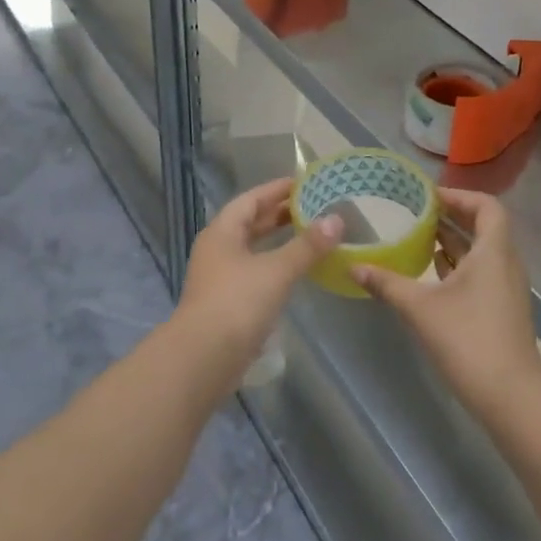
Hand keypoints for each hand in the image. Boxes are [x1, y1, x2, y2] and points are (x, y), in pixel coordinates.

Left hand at [172, 177, 340, 368]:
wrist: (203, 358)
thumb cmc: (237, 303)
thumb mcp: (277, 270)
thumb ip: (307, 246)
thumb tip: (336, 220)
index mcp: (222, 232)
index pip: (251, 199)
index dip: (277, 189)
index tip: (304, 183)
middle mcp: (217, 250)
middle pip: (250, 223)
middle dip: (280, 214)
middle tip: (314, 206)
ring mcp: (220, 278)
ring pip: (253, 249)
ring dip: (278, 241)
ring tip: (310, 235)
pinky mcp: (227, 303)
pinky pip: (255, 273)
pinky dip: (275, 266)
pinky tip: (295, 272)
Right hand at [353, 189, 540, 417]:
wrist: (511, 396)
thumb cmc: (468, 340)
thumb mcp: (420, 308)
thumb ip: (387, 284)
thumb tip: (354, 267)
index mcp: (493, 252)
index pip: (486, 206)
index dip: (459, 196)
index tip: (428, 197)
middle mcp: (505, 264)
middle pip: (483, 226)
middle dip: (451, 216)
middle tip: (416, 212)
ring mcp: (506, 289)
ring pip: (481, 252)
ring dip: (453, 241)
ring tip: (418, 236)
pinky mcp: (502, 310)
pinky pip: (481, 273)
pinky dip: (458, 265)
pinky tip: (430, 273)